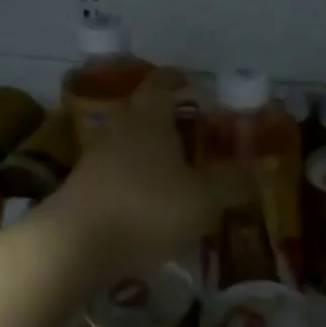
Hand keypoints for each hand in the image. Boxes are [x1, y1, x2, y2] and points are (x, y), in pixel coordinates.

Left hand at [52, 69, 246, 270]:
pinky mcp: (82, 192)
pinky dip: (134, 180)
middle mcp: (119, 132)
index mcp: (149, 121)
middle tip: (189, 127)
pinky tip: (150, 203)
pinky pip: (115, 175)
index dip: (174, 80)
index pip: (159, 86)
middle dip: (164, 117)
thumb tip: (251, 172)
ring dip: (148, 151)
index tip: (187, 80)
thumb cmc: (147, 209)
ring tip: (174, 169)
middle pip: (140, 113)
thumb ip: (230, 183)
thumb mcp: (203, 199)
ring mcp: (95, 162)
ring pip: (126, 145)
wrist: (74, 246)